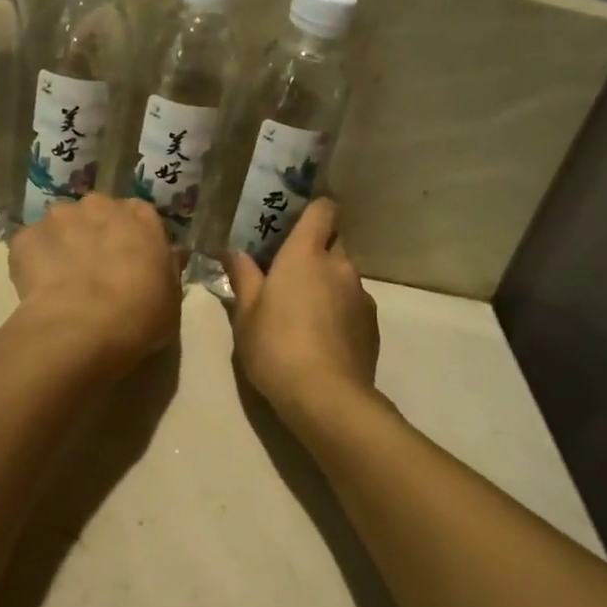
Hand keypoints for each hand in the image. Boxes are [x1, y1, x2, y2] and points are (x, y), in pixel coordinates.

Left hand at [7, 194, 181, 379]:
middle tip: (95, 272)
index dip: (132, 241)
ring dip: (63, 245)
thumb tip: (170, 256)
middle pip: (97, 215)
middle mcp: (99, 204)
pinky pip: (31, 246)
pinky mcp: (25, 237)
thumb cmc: (140, 315)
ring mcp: (58, 217)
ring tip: (62, 282)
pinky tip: (39, 290)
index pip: (138, 217)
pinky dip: (33, 262)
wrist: (82, 329)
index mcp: (141, 215)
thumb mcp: (171, 297)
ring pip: (61, 227)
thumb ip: (167, 269)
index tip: (129, 264)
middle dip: (95, 236)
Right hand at [225, 199, 380, 428]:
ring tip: (306, 311)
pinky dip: (341, 309)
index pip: (323, 210)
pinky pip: (354, 303)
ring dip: (329, 282)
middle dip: (316, 250)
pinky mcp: (372, 323)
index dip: (312, 211)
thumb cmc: (275, 347)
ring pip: (345, 274)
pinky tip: (323, 336)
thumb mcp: (246, 314)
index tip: (294, 224)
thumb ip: (243, 277)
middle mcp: (339, 265)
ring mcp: (361, 294)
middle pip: (334, 241)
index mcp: (306, 254)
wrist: (326, 396)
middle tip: (290, 273)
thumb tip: (234, 251)